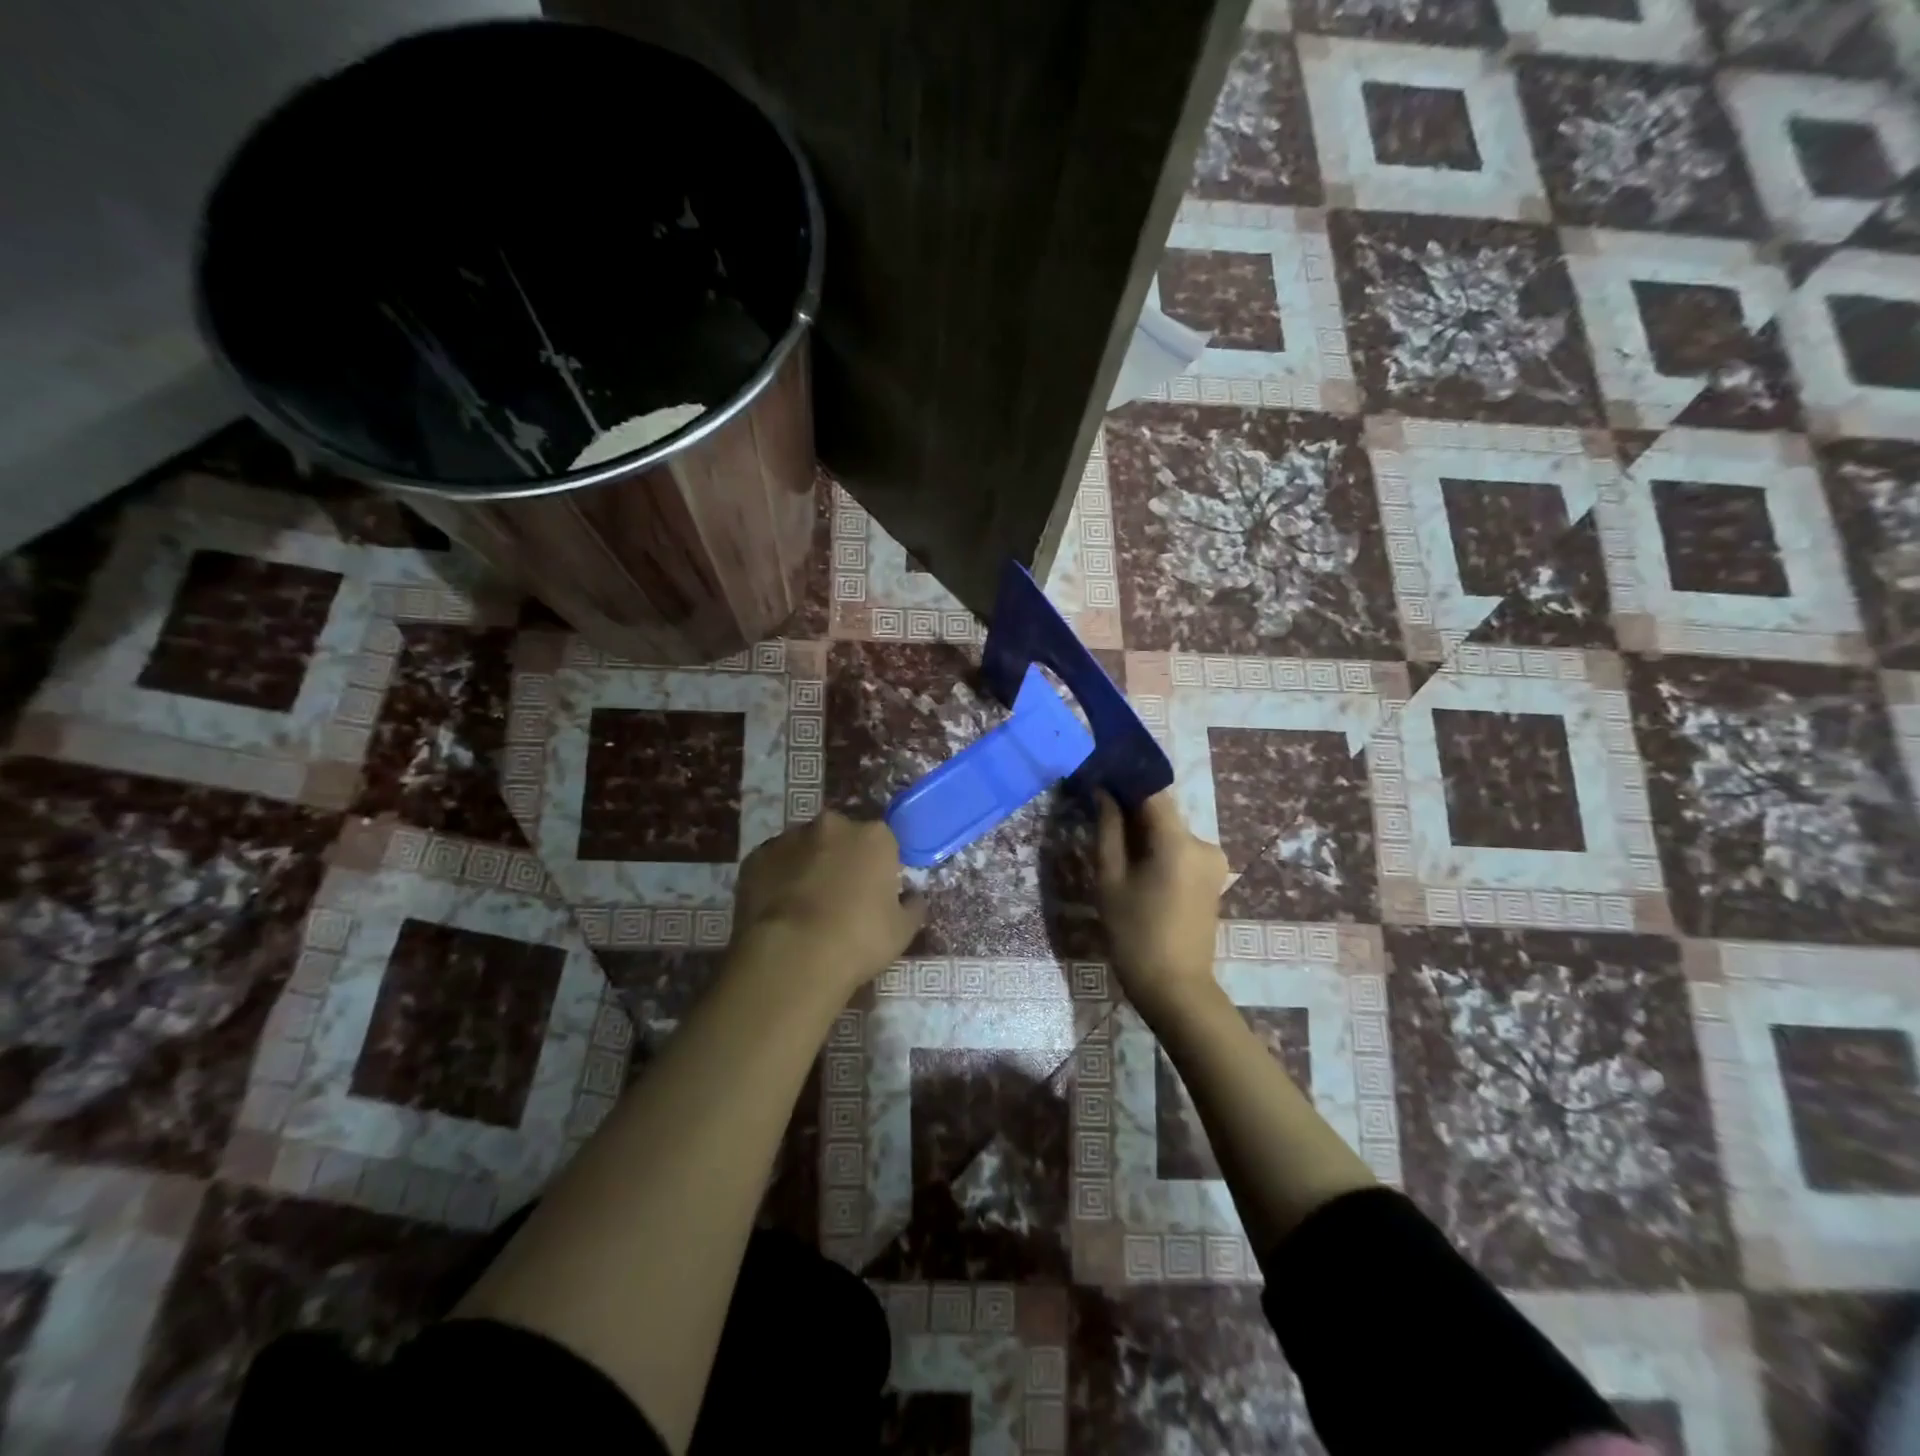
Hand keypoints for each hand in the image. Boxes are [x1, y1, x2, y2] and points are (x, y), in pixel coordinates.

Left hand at [730, 811, 926, 1000]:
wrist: (792, 958)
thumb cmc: (858, 940)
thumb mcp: (902, 931)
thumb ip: (912, 906)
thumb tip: (913, 898)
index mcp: (874, 836)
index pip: (884, 840)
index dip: (881, 865)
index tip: (877, 889)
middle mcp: (832, 826)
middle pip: (842, 836)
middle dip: (843, 858)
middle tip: (842, 896)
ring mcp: (789, 838)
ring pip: (806, 847)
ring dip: (809, 866)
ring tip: (807, 906)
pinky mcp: (756, 858)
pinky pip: (774, 864)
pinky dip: (779, 879)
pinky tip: (780, 910)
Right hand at [1095, 790, 1227, 1023]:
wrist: (1175, 989)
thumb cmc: (1134, 935)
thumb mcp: (1111, 880)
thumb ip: (1108, 830)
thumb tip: (1103, 792)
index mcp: (1179, 842)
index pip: (1152, 791)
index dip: (1125, 779)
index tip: (1098, 777)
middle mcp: (1204, 843)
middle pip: (1162, 811)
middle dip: (1131, 808)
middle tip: (1096, 812)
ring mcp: (1213, 861)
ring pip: (1170, 831)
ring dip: (1143, 830)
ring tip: (1111, 843)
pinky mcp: (1212, 877)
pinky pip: (1180, 849)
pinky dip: (1157, 848)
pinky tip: (1134, 865)